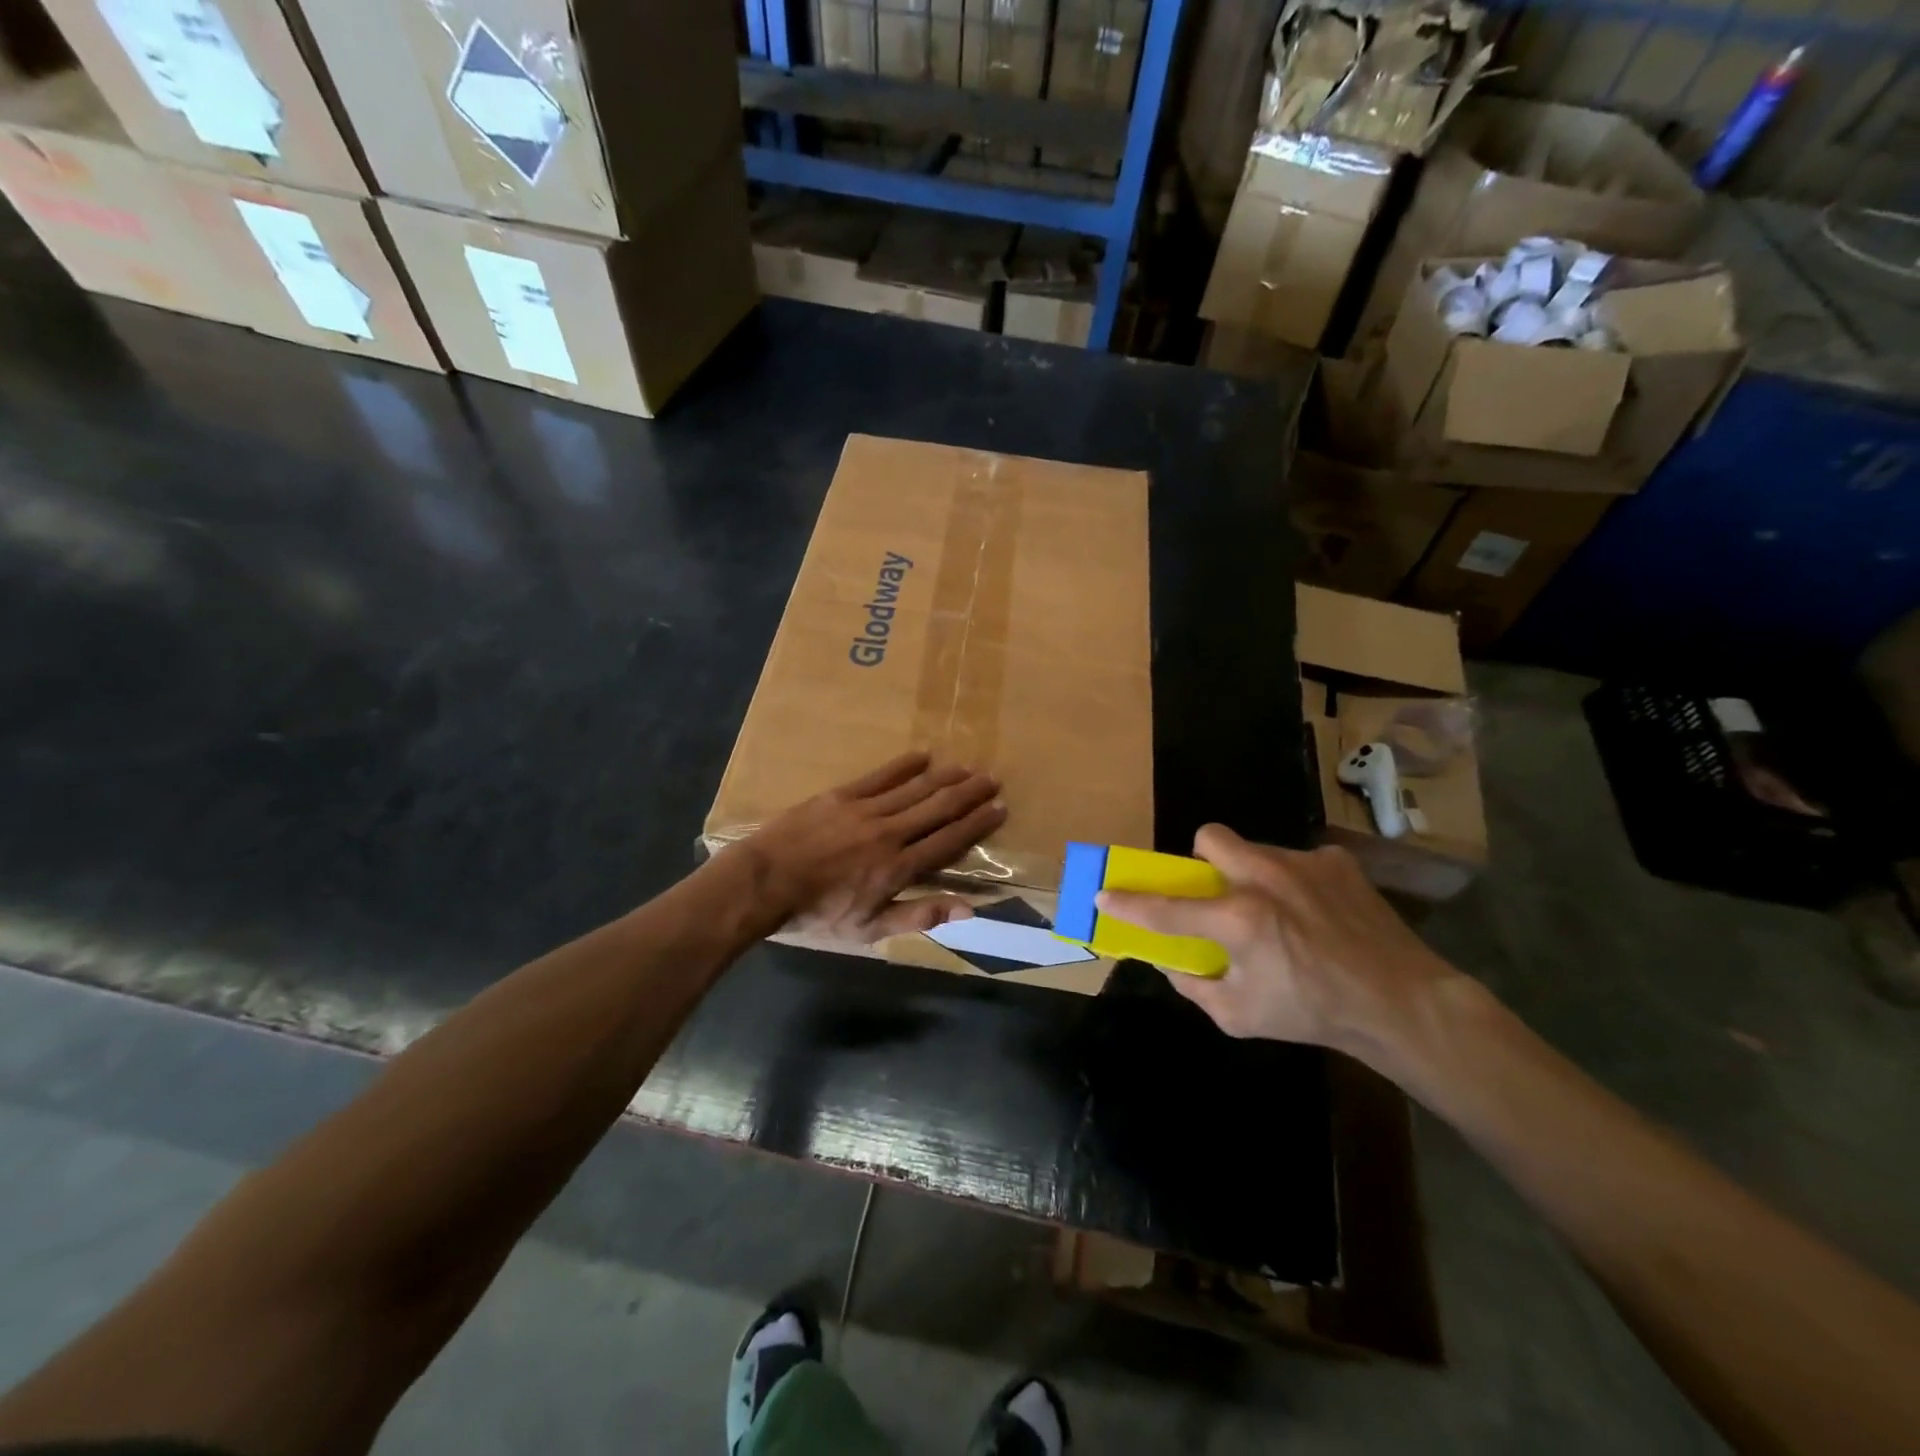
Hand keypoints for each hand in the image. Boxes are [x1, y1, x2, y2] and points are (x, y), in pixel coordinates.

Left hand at [735, 752, 1005, 942]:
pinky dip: (904, 766)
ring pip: (915, 789)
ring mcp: (865, 810)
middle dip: (969, 793)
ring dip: (944, 777)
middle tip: (992, 779)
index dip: (976, 824)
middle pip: (938, 808)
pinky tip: (923, 755)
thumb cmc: (817, 913)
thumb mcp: (869, 929)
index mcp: (898, 868)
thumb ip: (919, 915)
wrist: (764, 883)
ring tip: (967, 767)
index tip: (999, 809)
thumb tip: (969, 908)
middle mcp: (890, 833)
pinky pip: (880, 776)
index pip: (948, 840)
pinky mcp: (841, 796)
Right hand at [1095, 824, 1460, 1056]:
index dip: (1129, 902)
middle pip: (1211, 838)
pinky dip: (1295, 883)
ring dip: (1251, 875)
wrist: (1401, 1002)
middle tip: (1217, 893)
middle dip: (1202, 860)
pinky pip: (1297, 862)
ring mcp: (1304, 864)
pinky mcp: (1336, 863)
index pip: (1166, 907)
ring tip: (1278, 912)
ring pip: (1255, 850)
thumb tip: (1173, 962)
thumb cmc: (1313, 1013)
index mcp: (1239, 920)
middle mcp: (1265, 879)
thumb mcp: (1240, 1017)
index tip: (1105, 893)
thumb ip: (1195, 987)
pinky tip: (1316, 914)